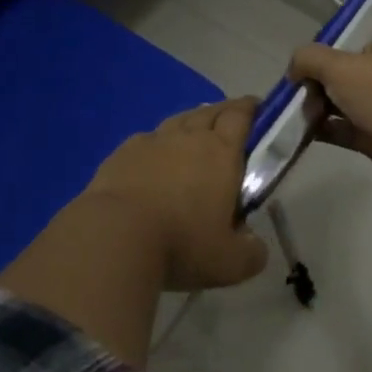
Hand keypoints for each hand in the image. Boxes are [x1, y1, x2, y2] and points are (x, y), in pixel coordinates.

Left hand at [82, 98, 267, 291]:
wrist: (114, 235)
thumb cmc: (181, 243)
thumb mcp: (230, 263)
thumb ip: (250, 252)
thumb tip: (253, 244)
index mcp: (221, 153)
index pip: (240, 117)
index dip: (250, 109)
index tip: (257, 108)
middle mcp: (188, 138)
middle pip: (210, 112)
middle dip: (224, 112)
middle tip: (231, 119)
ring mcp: (151, 142)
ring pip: (177, 121)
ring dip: (190, 123)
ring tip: (194, 134)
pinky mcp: (121, 153)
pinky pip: (146, 140)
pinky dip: (157, 144)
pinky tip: (154, 159)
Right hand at [288, 16, 371, 192]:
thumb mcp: (338, 65)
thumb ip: (309, 60)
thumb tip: (294, 70)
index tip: (354, 30)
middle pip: (358, 67)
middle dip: (328, 73)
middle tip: (301, 80)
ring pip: (347, 101)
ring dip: (321, 104)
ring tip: (294, 107)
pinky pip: (344, 130)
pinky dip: (323, 130)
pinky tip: (299, 130)